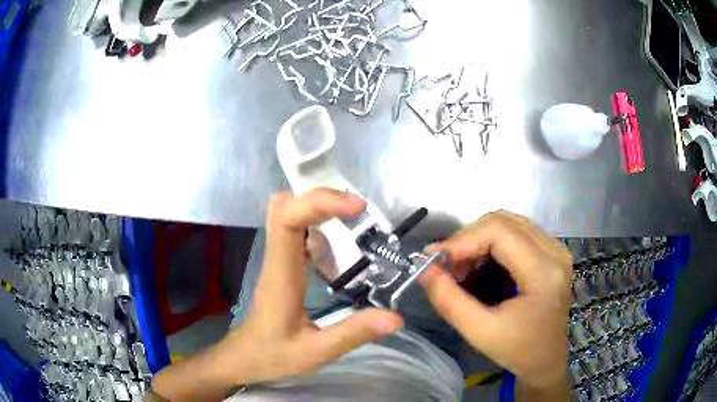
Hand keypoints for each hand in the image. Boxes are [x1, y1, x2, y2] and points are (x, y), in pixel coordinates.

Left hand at [152, 189, 403, 400]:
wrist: (244, 358)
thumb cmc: (272, 356)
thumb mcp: (315, 352)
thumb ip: (353, 334)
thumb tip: (396, 318)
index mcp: (281, 275)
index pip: (287, 220)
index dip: (319, 203)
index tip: (356, 207)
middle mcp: (277, 259)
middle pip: (284, 206)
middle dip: (320, 198)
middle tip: (355, 209)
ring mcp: (278, 260)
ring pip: (287, 213)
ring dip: (319, 207)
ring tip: (354, 218)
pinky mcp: (283, 264)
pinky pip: (295, 230)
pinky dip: (317, 223)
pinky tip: (339, 240)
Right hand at [418, 211, 571, 396]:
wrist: (546, 358)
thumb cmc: (517, 350)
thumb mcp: (480, 332)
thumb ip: (449, 301)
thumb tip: (424, 269)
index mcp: (544, 272)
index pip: (498, 231)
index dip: (462, 239)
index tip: (433, 259)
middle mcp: (554, 251)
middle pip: (502, 221)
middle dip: (467, 239)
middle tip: (445, 266)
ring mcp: (555, 248)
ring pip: (507, 223)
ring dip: (477, 239)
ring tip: (460, 267)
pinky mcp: (551, 251)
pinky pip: (515, 232)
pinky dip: (490, 243)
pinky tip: (480, 264)